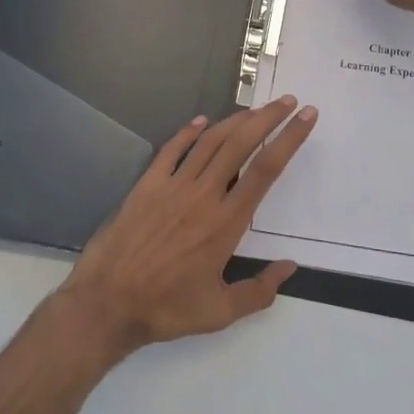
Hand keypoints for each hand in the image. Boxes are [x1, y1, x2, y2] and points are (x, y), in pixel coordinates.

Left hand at [60, 96, 316, 352]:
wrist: (107, 303)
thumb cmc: (166, 309)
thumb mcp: (219, 312)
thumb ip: (258, 291)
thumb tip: (290, 268)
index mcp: (226, 222)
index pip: (266, 170)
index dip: (289, 139)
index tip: (306, 117)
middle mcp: (203, 195)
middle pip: (241, 144)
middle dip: (268, 118)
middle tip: (288, 100)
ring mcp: (173, 186)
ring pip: (210, 141)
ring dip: (236, 120)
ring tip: (256, 109)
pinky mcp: (147, 185)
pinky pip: (171, 150)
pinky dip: (188, 132)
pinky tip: (201, 121)